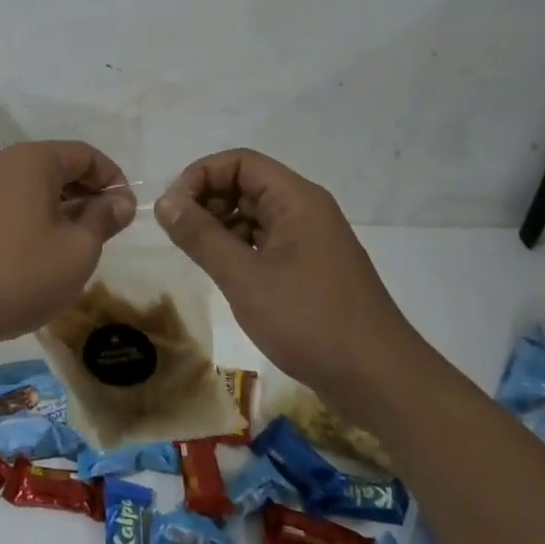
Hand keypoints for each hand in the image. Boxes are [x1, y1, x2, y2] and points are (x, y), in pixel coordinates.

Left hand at [0, 141, 135, 359]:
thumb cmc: (16, 275)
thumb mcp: (76, 252)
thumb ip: (102, 219)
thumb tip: (119, 200)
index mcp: (31, 160)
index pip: (84, 154)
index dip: (112, 179)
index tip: (125, 211)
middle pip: (53, 166)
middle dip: (84, 193)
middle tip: (103, 229)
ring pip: (26, 187)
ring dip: (55, 207)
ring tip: (69, 244)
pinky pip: (2, 204)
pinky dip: (25, 218)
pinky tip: (29, 254)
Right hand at [154, 149, 429, 416]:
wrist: (380, 381)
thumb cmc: (310, 321)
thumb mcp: (245, 278)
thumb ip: (201, 236)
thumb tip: (164, 203)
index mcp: (296, 199)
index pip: (239, 162)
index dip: (200, 176)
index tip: (172, 209)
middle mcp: (306, 210)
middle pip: (247, 184)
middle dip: (207, 200)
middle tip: (178, 234)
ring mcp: (311, 240)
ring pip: (255, 215)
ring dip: (221, 226)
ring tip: (196, 256)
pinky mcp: (312, 268)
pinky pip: (267, 242)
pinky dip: (239, 249)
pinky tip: (224, 274)